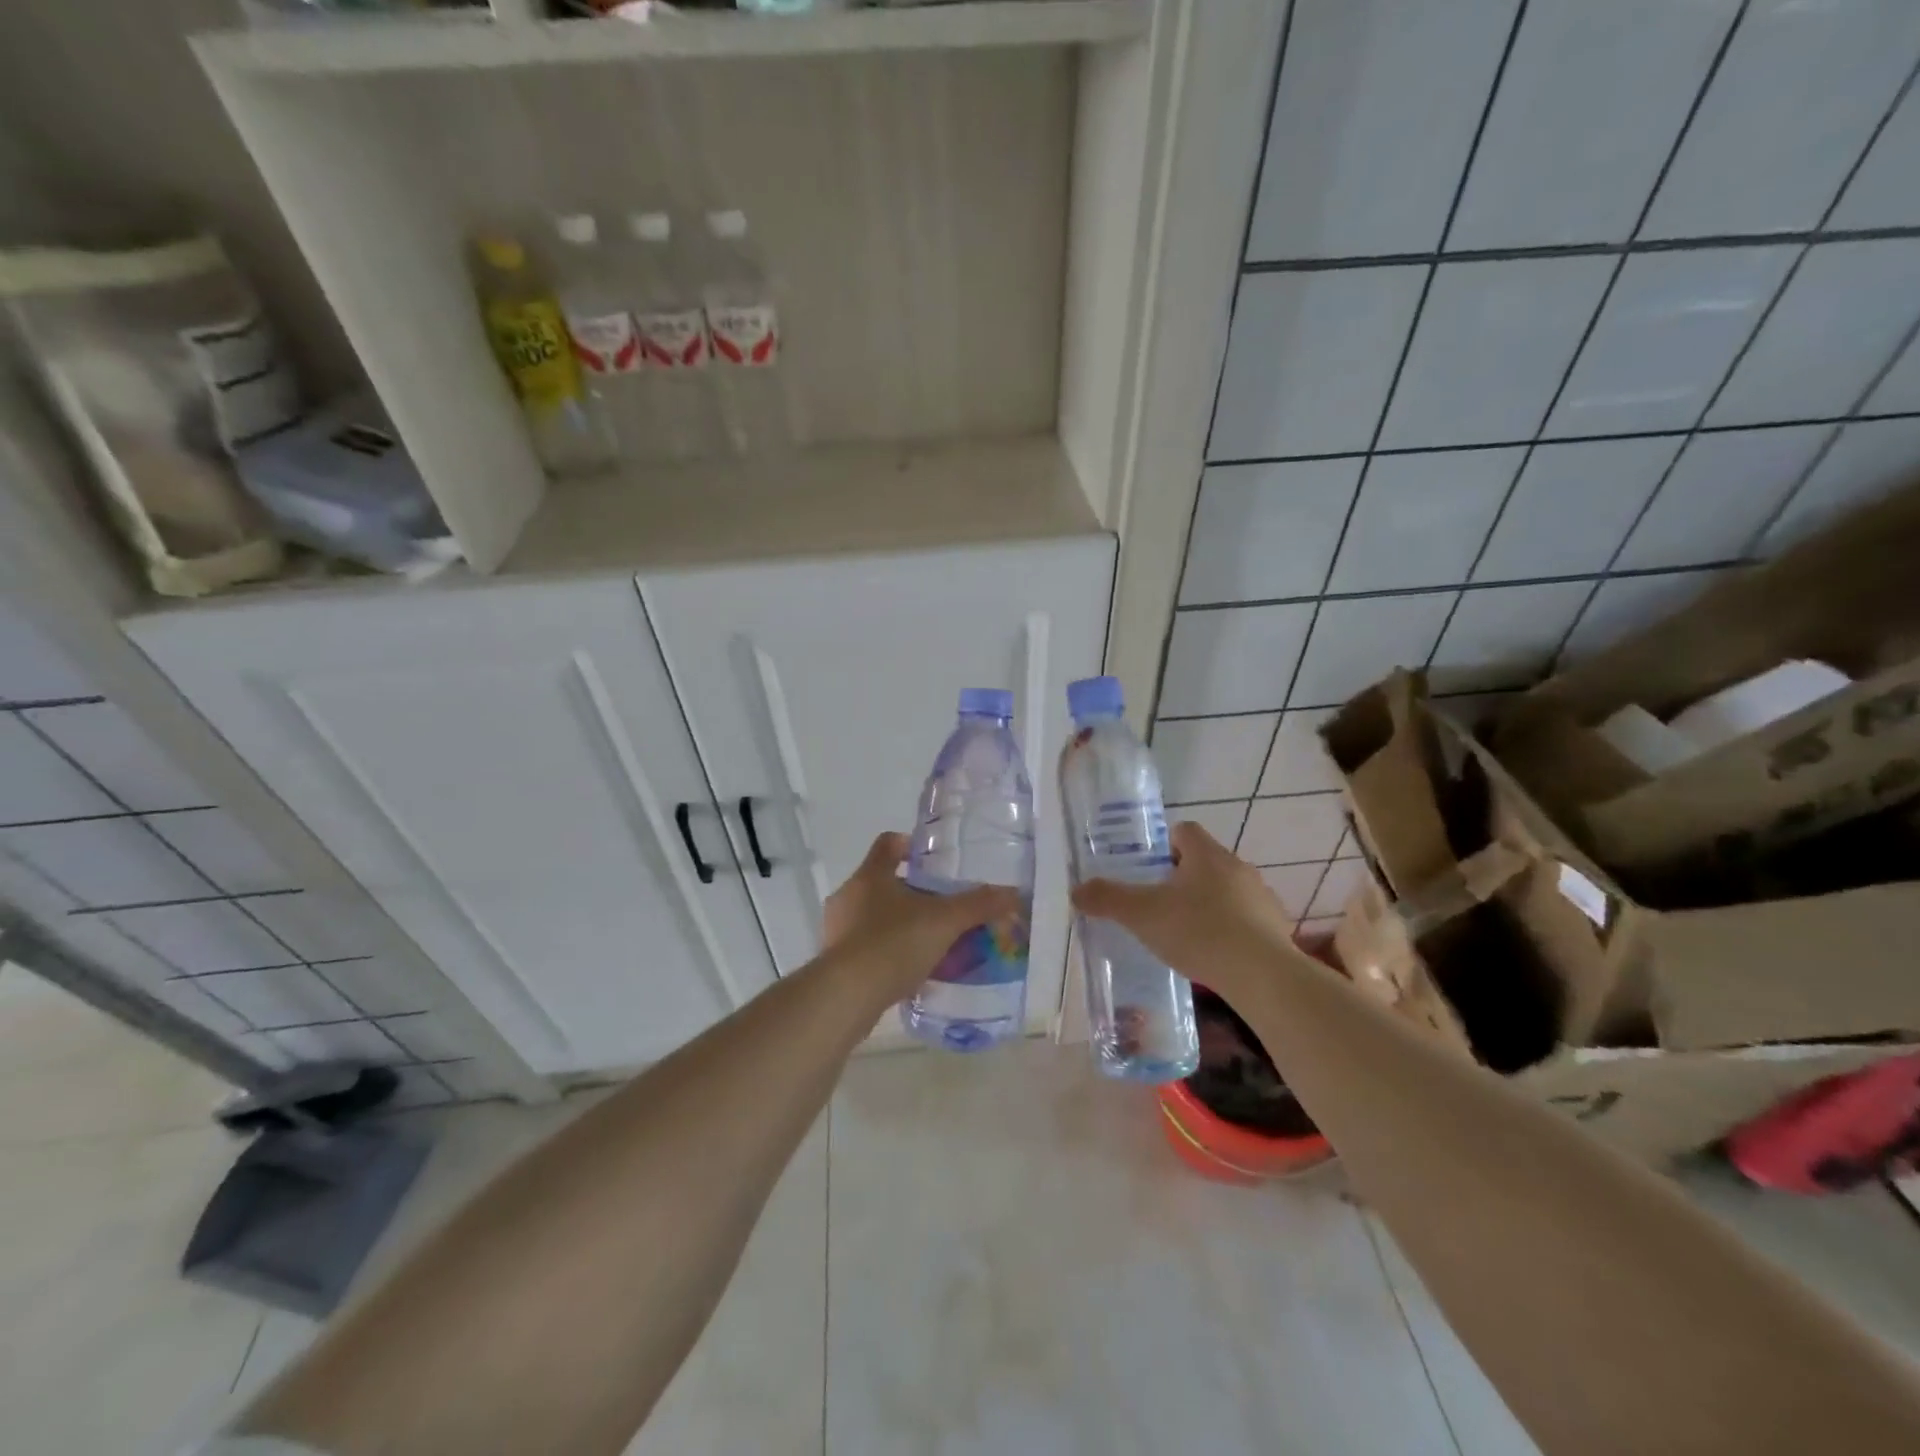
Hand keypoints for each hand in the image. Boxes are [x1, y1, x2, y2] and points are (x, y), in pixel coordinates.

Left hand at [823, 833, 1023, 999]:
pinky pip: (865, 947)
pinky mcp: (834, 961)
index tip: (930, 860)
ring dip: (898, 924)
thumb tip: (1012, 894)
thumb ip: (978, 906)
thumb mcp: (944, 922)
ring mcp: (837, 929)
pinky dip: (887, 952)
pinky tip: (909, 971)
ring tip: (928, 941)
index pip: (888, 844)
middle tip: (940, 906)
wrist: (847, 996)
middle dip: (911, 892)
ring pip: (872, 916)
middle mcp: (848, 895)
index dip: (909, 845)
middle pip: (881, 881)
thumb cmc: (893, 943)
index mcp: (870, 875)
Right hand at [1070, 821, 1299, 1004]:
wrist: (1262, 975)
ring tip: (1187, 933)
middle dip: (1183, 878)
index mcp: (1207, 855)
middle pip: (1206, 861)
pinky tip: (1216, 954)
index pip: (1185, 830)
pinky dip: (1232, 930)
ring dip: (1209, 904)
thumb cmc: (1198, 931)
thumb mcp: (1141, 915)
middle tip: (1160, 903)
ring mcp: (1262, 897)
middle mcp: (1238, 867)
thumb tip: (1076, 890)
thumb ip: (1107, 899)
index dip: (1165, 844)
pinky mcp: (1277, 928)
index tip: (1149, 868)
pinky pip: (1248, 919)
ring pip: (1228, 890)